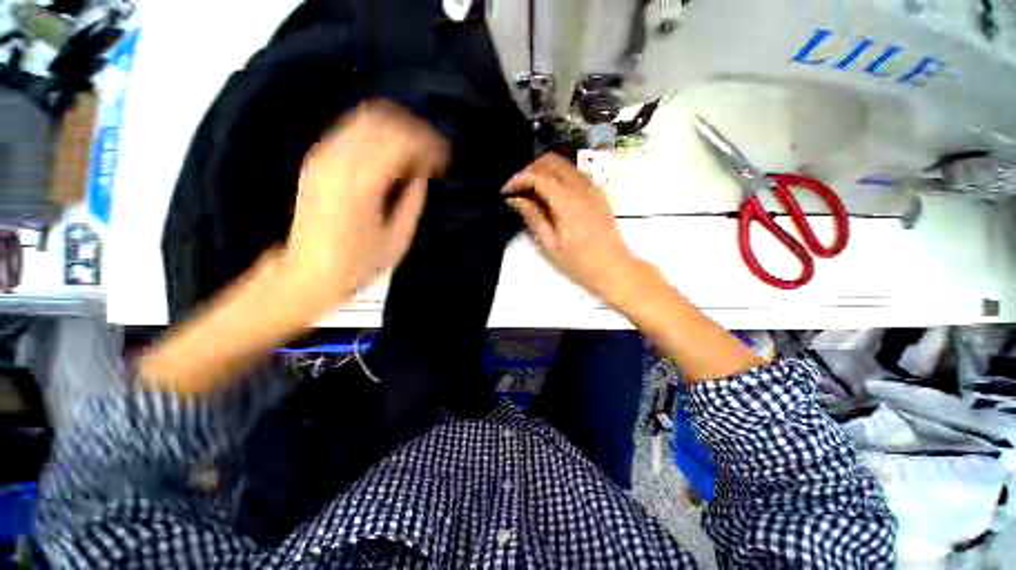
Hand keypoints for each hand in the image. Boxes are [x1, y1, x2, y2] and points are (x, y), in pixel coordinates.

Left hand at [282, 101, 448, 313]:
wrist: (308, 272)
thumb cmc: (357, 264)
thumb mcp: (397, 239)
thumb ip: (413, 202)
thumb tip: (422, 177)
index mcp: (361, 184)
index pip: (401, 142)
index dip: (428, 146)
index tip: (444, 160)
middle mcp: (337, 161)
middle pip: (383, 121)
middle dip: (414, 132)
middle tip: (432, 154)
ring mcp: (323, 156)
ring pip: (365, 119)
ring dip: (396, 130)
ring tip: (414, 153)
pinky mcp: (317, 160)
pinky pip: (352, 131)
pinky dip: (377, 135)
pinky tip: (390, 155)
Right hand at [504, 153, 643, 302]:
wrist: (614, 268)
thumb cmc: (579, 262)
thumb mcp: (550, 244)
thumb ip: (533, 217)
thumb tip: (515, 200)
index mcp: (567, 201)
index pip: (539, 176)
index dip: (519, 179)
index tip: (506, 191)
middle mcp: (581, 187)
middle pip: (551, 162)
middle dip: (530, 170)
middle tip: (518, 189)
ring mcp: (593, 188)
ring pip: (564, 164)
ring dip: (545, 171)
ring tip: (532, 192)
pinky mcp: (598, 193)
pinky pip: (575, 173)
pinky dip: (558, 176)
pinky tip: (551, 194)